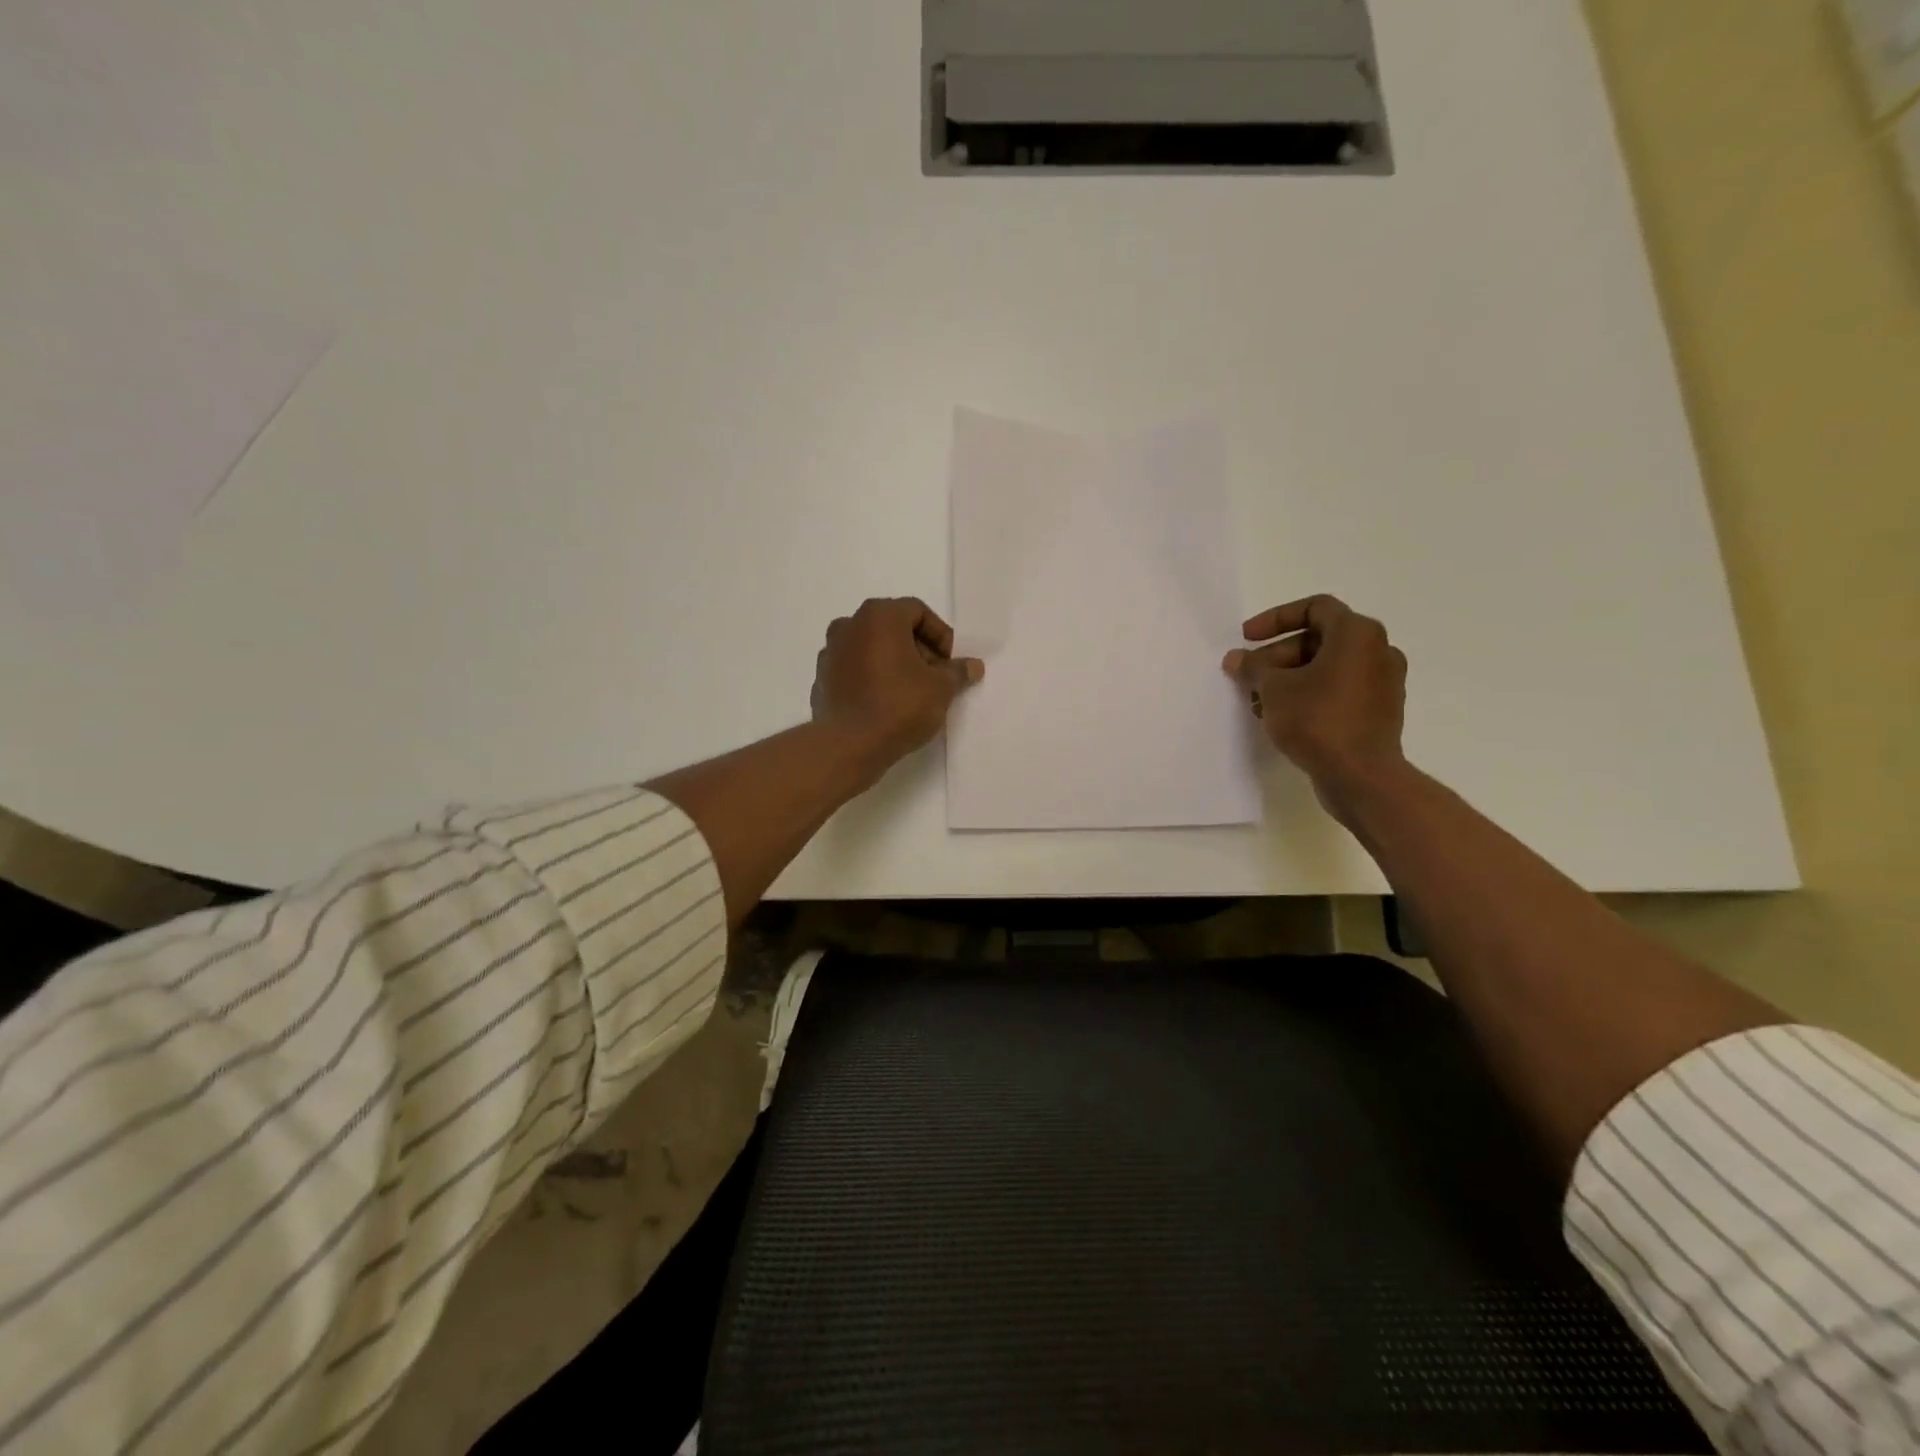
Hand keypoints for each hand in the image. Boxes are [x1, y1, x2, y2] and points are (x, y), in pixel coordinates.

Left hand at [811, 598, 984, 785]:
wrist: (849, 745)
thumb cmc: (899, 705)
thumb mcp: (941, 688)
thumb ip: (957, 672)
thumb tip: (973, 666)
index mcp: (879, 616)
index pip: (917, 611)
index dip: (940, 635)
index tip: (950, 663)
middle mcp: (849, 625)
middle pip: (892, 628)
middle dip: (918, 649)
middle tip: (936, 677)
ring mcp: (830, 653)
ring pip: (871, 649)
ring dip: (894, 664)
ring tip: (913, 693)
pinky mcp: (821, 680)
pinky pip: (854, 671)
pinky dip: (872, 679)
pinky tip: (886, 704)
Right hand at [1224, 595, 1407, 817]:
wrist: (1361, 776)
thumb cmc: (1317, 720)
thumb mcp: (1273, 689)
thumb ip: (1252, 668)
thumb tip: (1236, 659)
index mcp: (1357, 634)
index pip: (1314, 607)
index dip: (1275, 618)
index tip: (1247, 638)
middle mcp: (1378, 651)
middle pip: (1318, 640)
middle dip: (1276, 656)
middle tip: (1246, 676)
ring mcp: (1382, 683)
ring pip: (1326, 668)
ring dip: (1289, 678)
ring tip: (1258, 701)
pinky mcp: (1379, 711)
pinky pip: (1338, 690)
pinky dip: (1309, 694)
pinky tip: (1281, 717)